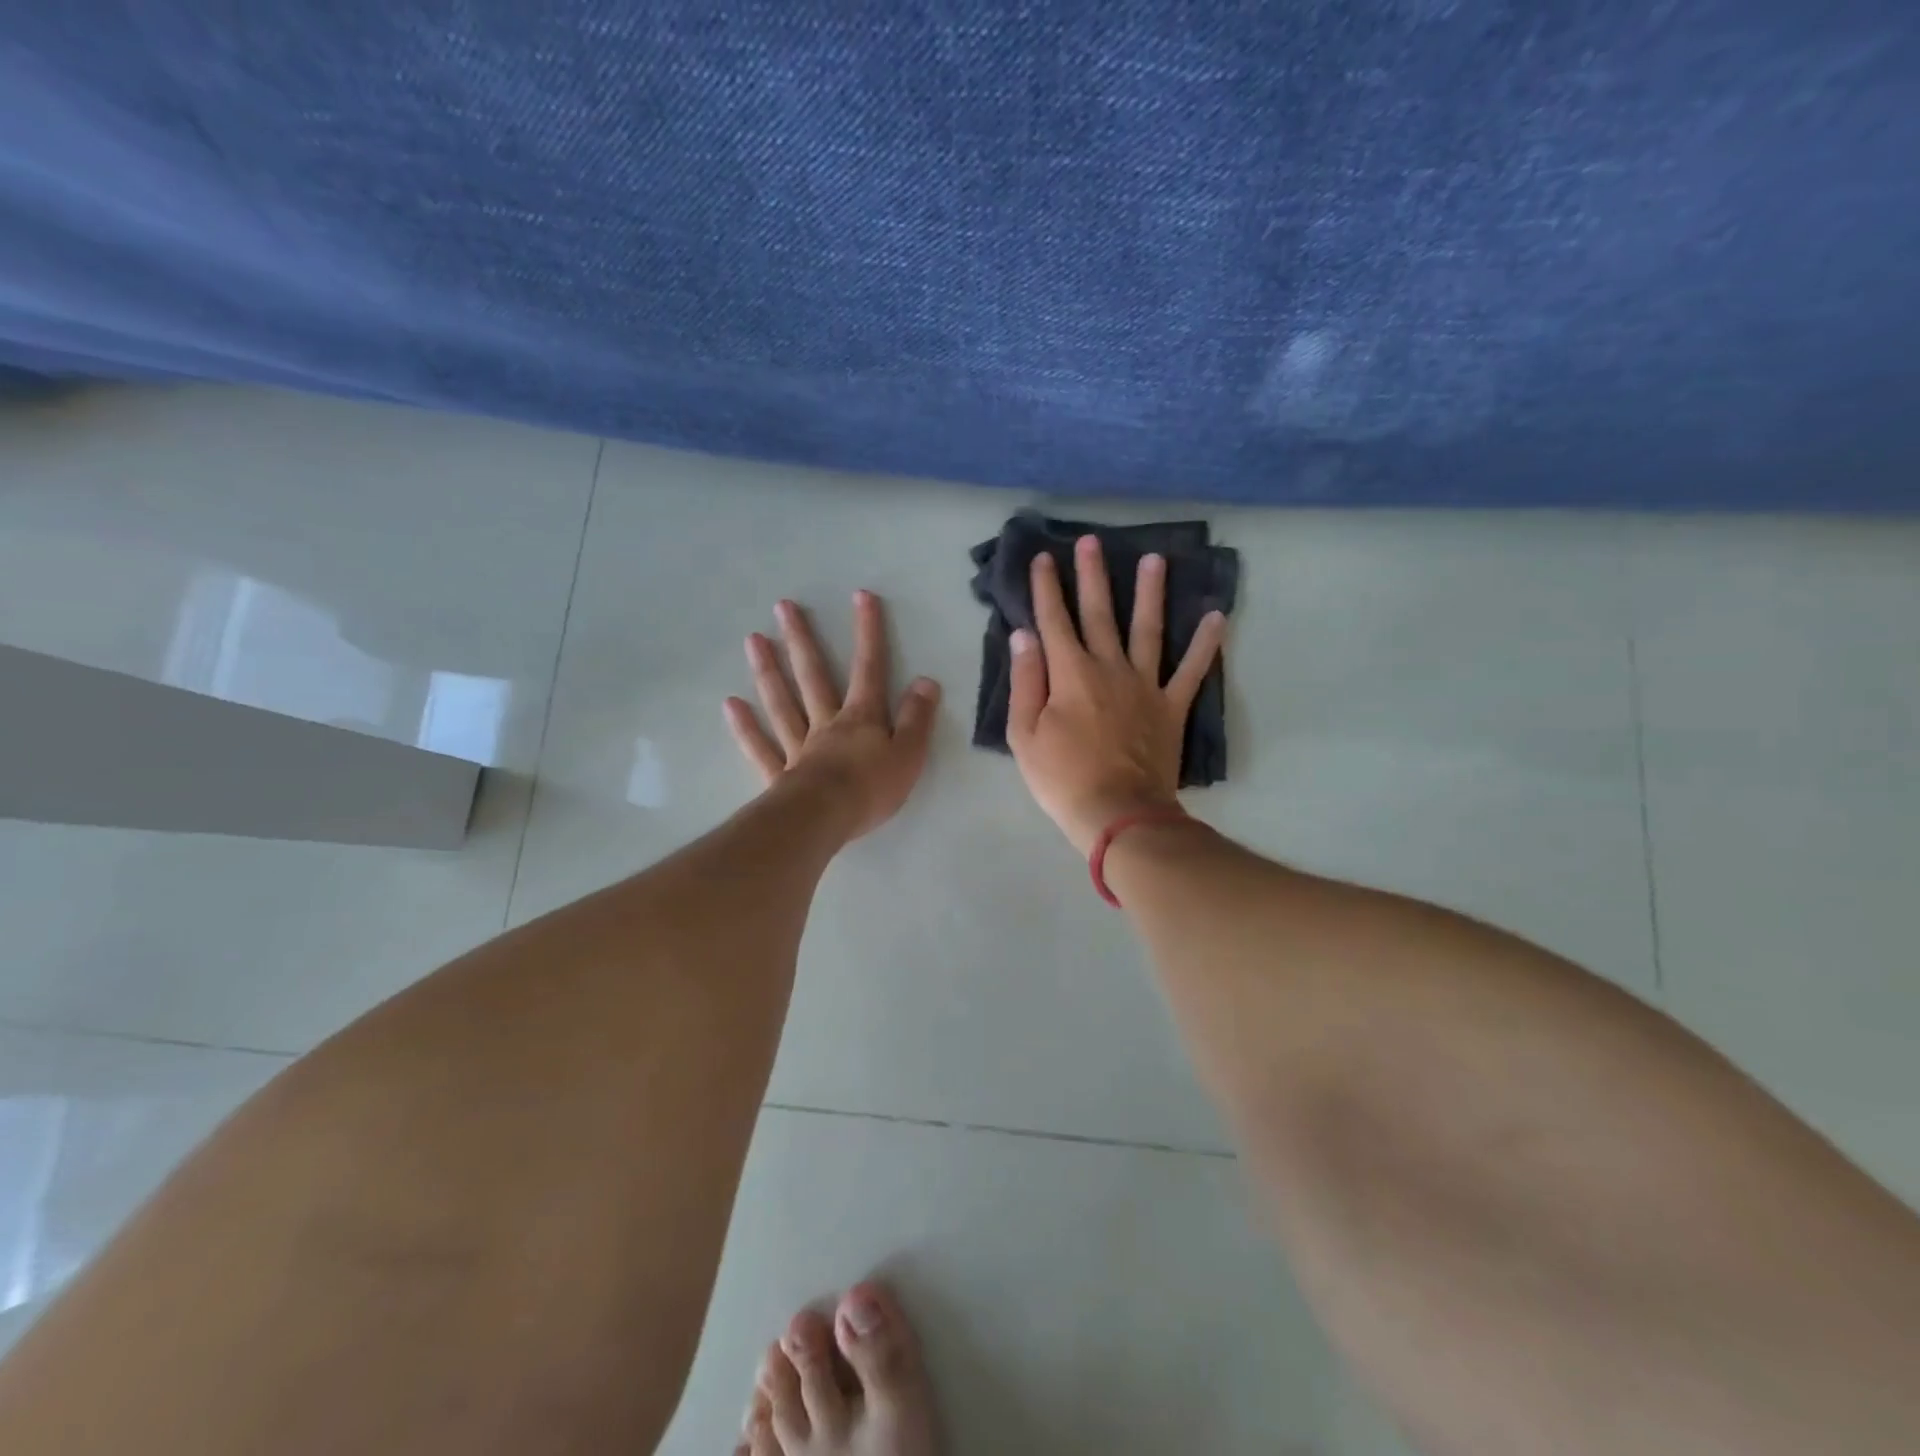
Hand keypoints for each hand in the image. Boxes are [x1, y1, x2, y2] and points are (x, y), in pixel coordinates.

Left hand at [725, 590, 941, 842]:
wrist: (825, 819)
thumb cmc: (871, 789)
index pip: (869, 668)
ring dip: (768, 671)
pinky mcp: (779, 775)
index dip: (868, 632)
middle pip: (813, 676)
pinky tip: (730, 704)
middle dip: (801, 640)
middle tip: (783, 607)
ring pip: (782, 703)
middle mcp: (826, 724)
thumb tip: (926, 681)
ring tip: (753, 640)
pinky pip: (760, 747)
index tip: (861, 596)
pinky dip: (745, 727)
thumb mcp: (909, 754)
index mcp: (861, 718)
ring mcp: (798, 747)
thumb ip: (917, 718)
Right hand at [1008, 537, 1225, 853]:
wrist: (1118, 813)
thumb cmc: (1062, 778)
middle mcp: (1109, 667)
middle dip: (1093, 575)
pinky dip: (1206, 644)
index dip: (1046, 588)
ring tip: (1156, 559)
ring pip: (1148, 629)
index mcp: (1070, 673)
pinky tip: (1217, 616)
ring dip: (1151, 593)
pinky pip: (1192, 670)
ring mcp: (1145, 685)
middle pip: (1100, 613)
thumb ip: (1026, 681)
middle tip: (1091, 541)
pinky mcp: (1171, 706)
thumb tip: (1025, 635)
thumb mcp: (1024, 734)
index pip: (1053, 620)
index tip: (1043, 558)